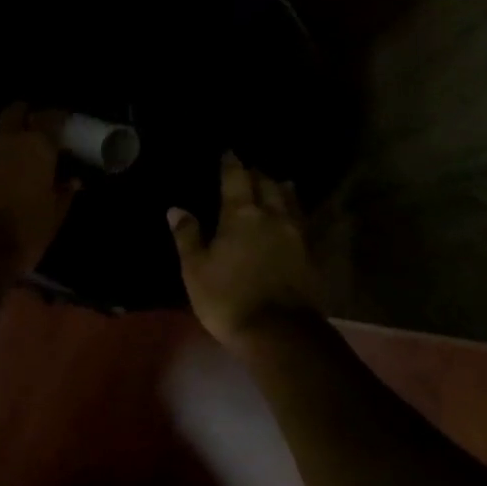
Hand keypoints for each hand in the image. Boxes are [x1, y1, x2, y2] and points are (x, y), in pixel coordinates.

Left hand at [0, 104, 77, 273]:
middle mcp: (7, 141)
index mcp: (36, 146)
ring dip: (5, 147)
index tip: (64, 125)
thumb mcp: (55, 214)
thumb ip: (65, 192)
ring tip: (13, 166)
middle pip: (14, 113)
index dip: (57, 119)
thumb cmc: (26, 230)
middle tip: (34, 130)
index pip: (51, 117)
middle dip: (24, 116)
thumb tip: (72, 180)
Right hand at [168, 152, 320, 347]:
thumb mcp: (196, 269)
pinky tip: (292, 215)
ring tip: (278, 182)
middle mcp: (271, 215)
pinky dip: (295, 210)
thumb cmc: (229, 299)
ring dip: (280, 188)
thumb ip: (187, 236)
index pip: (236, 178)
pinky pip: (301, 221)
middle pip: (266, 184)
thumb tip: (176, 208)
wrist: (280, 333)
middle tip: (250, 169)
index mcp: (240, 214)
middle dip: (257, 173)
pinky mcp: (309, 253)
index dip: (231, 163)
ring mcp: (294, 234)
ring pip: (289, 200)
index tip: (228, 152)